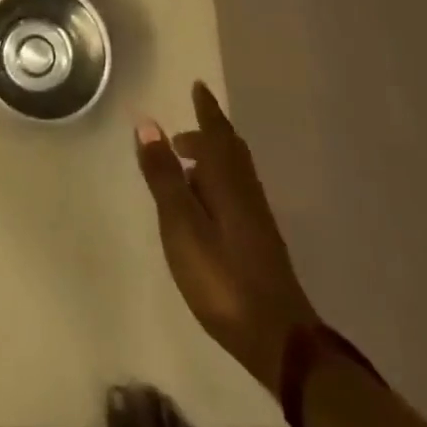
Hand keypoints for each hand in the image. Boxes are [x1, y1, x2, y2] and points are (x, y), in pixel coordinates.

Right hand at [134, 81, 317, 395]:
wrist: (279, 339)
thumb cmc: (222, 276)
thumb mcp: (181, 225)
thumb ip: (164, 175)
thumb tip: (148, 123)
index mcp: (227, 180)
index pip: (216, 133)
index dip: (206, 110)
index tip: (198, 86)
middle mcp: (246, 191)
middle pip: (230, 150)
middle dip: (208, 134)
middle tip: (184, 130)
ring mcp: (256, 218)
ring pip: (235, 173)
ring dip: (214, 158)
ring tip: (189, 163)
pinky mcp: (259, 242)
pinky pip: (237, 192)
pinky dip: (220, 181)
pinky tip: (208, 203)